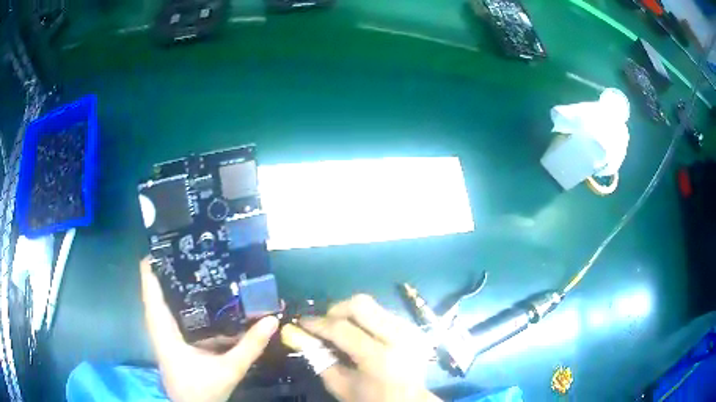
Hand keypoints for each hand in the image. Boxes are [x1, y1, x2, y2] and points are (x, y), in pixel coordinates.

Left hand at [140, 258, 278, 401]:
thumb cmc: (203, 390)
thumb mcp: (229, 369)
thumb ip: (250, 346)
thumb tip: (272, 320)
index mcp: (164, 331)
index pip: (150, 290)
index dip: (151, 265)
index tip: (166, 242)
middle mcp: (159, 328)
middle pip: (155, 290)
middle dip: (167, 268)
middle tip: (189, 248)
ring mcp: (164, 334)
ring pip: (163, 302)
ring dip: (173, 283)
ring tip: (194, 264)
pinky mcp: (171, 341)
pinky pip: (172, 314)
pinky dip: (181, 302)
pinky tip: (200, 297)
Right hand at [281, 294, 439, 401]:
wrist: (409, 401)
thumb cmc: (371, 399)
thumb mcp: (339, 385)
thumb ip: (319, 358)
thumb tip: (298, 334)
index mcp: (379, 358)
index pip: (341, 329)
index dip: (317, 323)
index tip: (301, 321)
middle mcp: (398, 337)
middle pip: (361, 305)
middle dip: (336, 310)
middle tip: (324, 323)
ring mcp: (410, 329)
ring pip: (372, 305)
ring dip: (351, 314)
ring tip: (341, 330)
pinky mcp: (414, 327)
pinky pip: (383, 312)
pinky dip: (366, 319)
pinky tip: (361, 334)